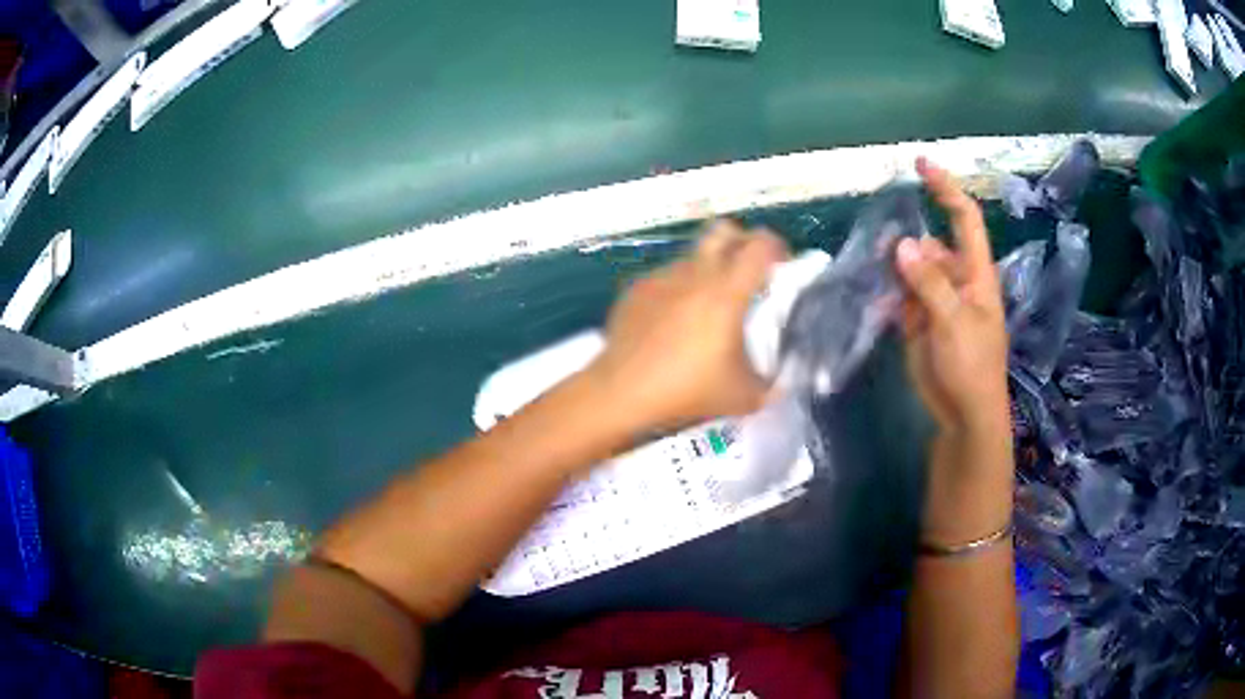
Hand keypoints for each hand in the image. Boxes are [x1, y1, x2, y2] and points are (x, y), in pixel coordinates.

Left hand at [588, 221, 788, 433]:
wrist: (621, 394)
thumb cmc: (687, 392)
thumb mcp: (745, 397)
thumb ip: (773, 380)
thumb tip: (786, 373)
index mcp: (727, 292)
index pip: (760, 245)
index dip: (777, 247)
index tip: (782, 265)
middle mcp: (695, 274)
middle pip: (723, 230)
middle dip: (741, 242)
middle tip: (747, 271)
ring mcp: (661, 278)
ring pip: (693, 257)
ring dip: (708, 271)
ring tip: (705, 309)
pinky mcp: (637, 289)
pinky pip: (666, 278)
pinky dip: (678, 292)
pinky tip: (671, 324)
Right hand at [897, 158, 1009, 436]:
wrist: (962, 415)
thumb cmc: (972, 367)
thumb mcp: (955, 322)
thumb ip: (930, 282)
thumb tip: (903, 243)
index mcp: (976, 274)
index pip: (964, 220)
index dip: (946, 189)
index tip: (921, 164)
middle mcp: (955, 279)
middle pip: (929, 244)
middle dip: (906, 240)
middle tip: (879, 246)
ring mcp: (935, 301)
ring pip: (909, 269)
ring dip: (891, 268)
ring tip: (871, 271)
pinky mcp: (917, 321)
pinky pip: (898, 296)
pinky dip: (885, 295)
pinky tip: (874, 301)